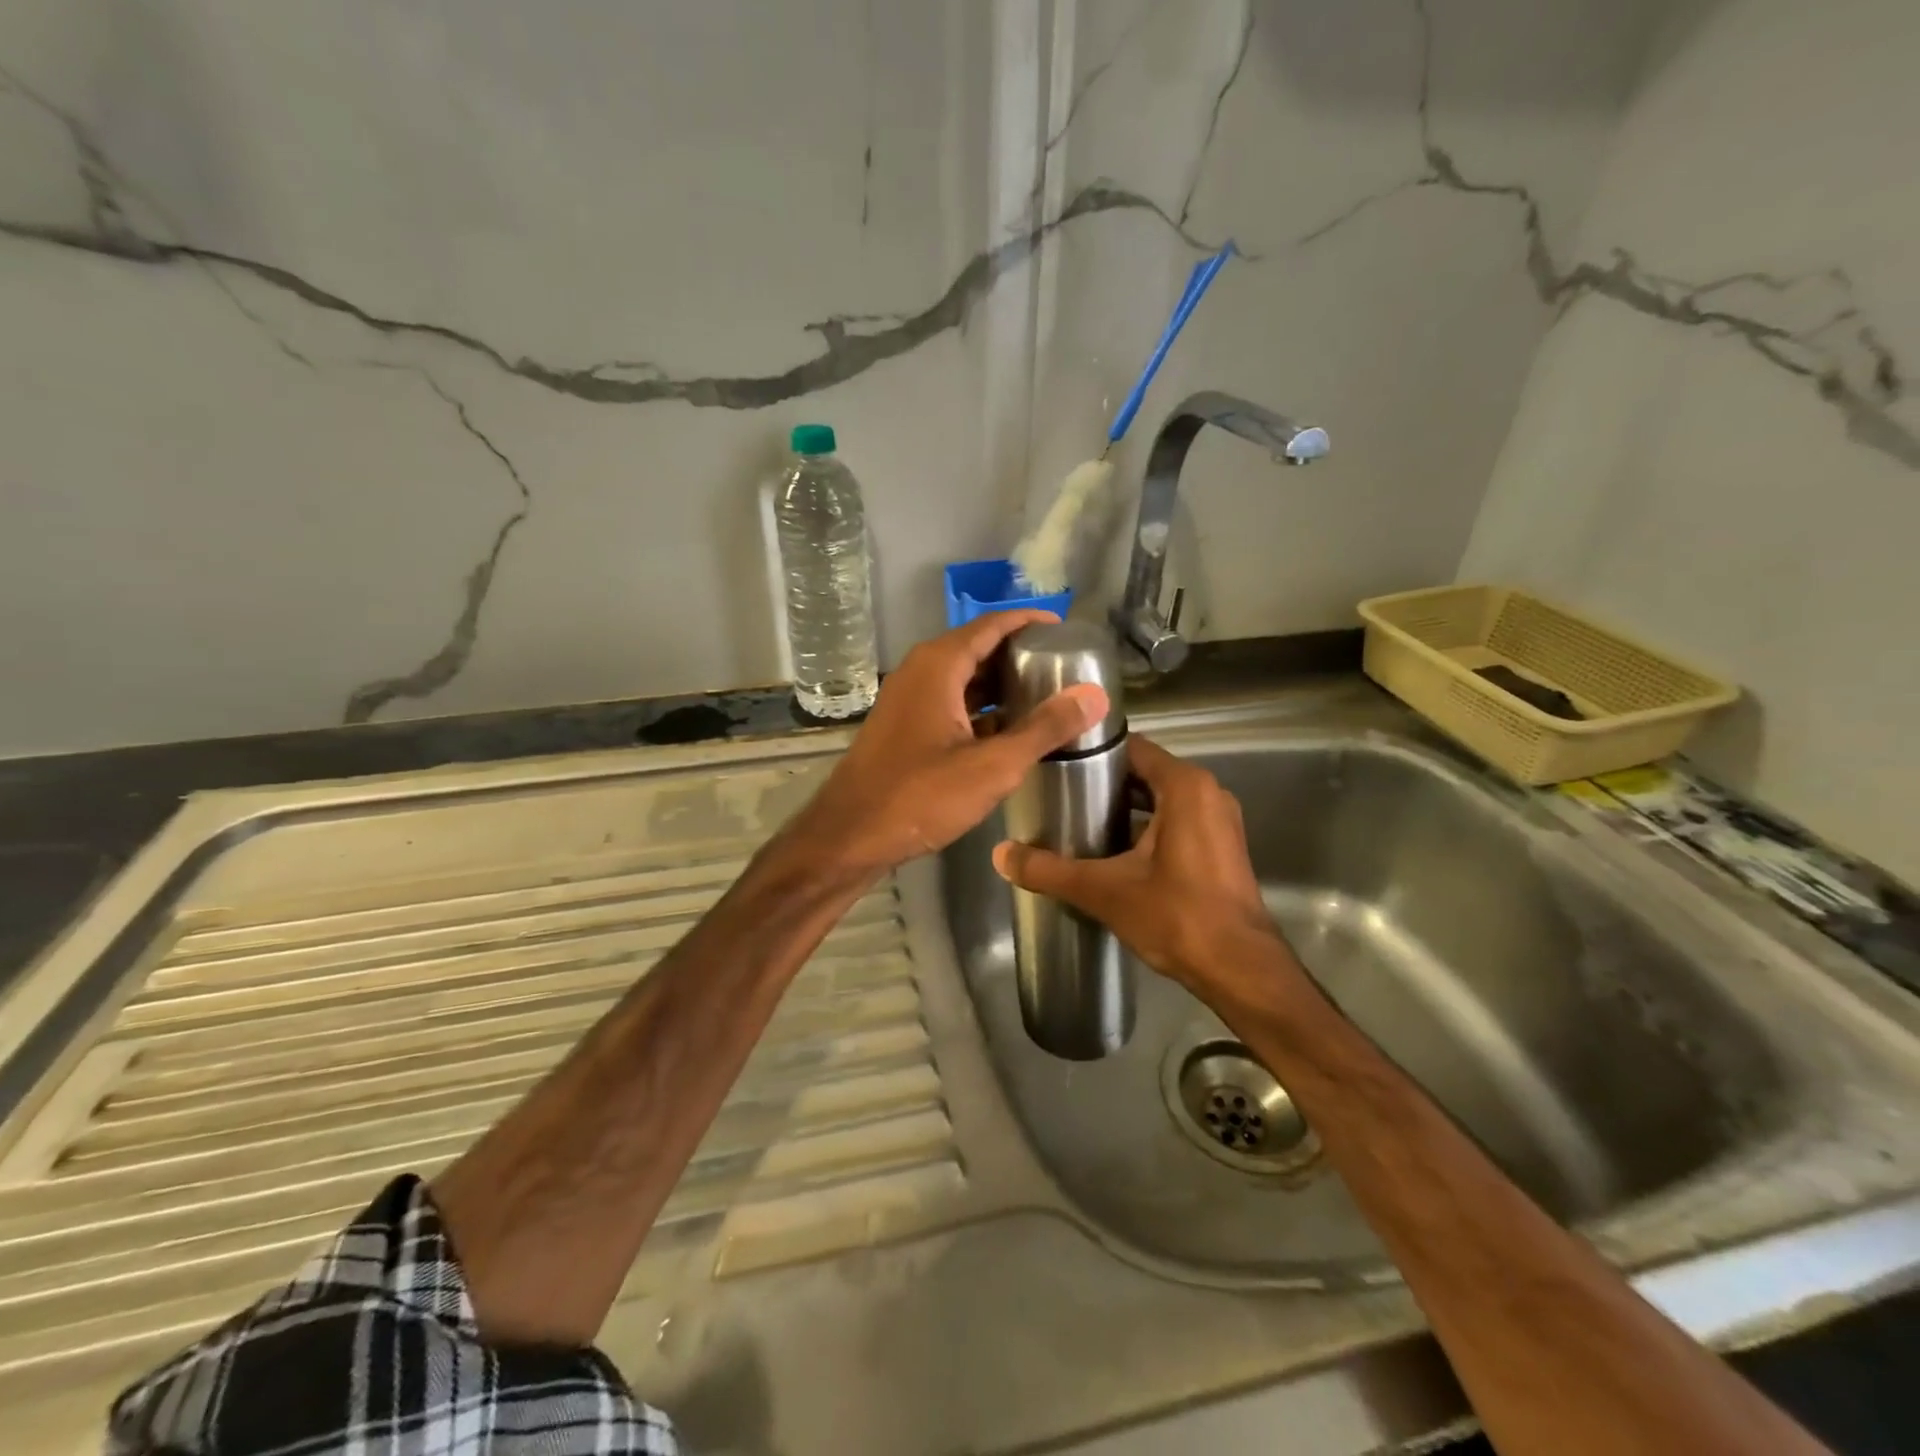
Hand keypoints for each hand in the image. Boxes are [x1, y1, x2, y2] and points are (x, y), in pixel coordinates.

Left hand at [790, 612, 1108, 876]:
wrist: (850, 837)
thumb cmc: (920, 796)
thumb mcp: (992, 765)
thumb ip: (1044, 729)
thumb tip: (1094, 695)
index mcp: (938, 666)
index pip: (991, 625)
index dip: (1028, 622)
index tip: (1066, 629)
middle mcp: (919, 672)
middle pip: (976, 649)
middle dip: (1019, 654)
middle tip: (1064, 666)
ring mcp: (907, 701)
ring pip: (962, 679)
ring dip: (999, 685)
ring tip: (1045, 695)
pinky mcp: (903, 728)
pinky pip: (949, 704)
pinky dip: (979, 710)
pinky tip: (1007, 731)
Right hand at [992, 735, 1285, 999]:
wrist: (1240, 970)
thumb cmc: (1177, 916)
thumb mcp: (1104, 890)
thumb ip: (1049, 870)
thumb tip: (1000, 854)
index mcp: (1185, 786)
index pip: (1132, 748)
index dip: (1094, 754)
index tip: (1057, 765)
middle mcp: (1208, 793)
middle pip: (1145, 773)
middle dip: (1104, 784)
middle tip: (1060, 797)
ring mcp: (1219, 822)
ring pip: (1162, 800)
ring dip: (1126, 809)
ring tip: (1080, 823)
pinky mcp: (1222, 849)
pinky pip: (1177, 822)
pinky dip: (1148, 829)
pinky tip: (1113, 853)